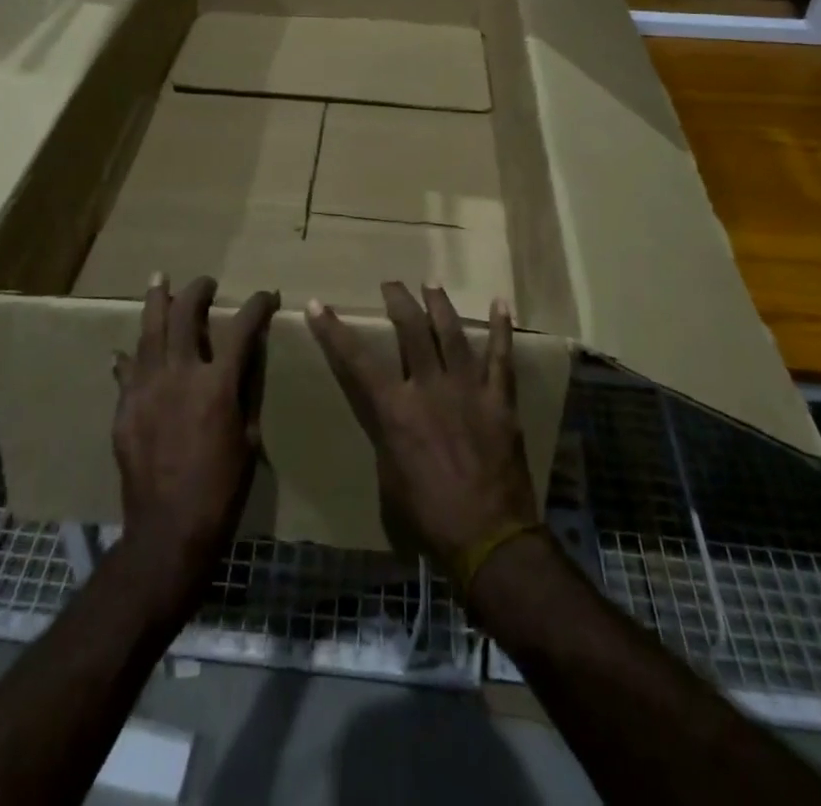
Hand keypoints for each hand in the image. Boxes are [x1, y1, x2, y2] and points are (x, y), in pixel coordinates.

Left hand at [112, 275, 275, 609]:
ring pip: (149, 330)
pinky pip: (127, 369)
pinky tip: (129, 348)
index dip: (257, 306)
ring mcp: (147, 388)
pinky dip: (131, 355)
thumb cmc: (222, 488)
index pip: (242, 328)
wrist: (170, 530)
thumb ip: (246, 391)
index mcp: (218, 384)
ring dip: (156, 300)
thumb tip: (247, 357)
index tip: (266, 296)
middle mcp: (180, 375)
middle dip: (198, 291)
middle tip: (206, 282)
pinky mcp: (125, 407)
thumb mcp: (248, 437)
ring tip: (159, 278)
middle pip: (186, 315)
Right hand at [306, 282, 539, 581]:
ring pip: (452, 333)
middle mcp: (429, 388)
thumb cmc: (429, 516)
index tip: (318, 304)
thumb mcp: (390, 478)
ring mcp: (468, 389)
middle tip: (391, 283)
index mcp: (396, 410)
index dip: (333, 331)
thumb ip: (387, 435)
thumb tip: (388, 414)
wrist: (489, 538)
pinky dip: (502, 328)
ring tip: (431, 282)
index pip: (356, 360)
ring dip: (439, 304)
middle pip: (411, 330)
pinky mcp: (499, 400)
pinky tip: (501, 303)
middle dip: (398, 300)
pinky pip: (502, 357)